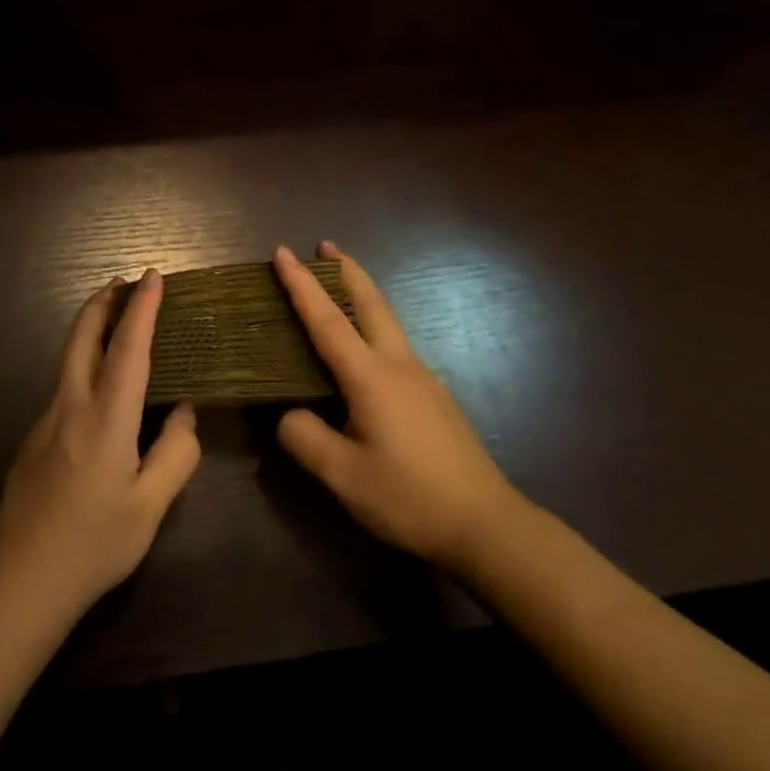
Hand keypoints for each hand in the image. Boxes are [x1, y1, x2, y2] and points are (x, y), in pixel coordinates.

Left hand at [0, 268, 201, 624]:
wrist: (20, 580)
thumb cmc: (93, 544)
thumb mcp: (150, 507)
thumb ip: (175, 454)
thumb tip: (184, 412)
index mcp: (105, 419)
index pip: (127, 348)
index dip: (142, 308)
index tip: (152, 276)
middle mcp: (70, 407)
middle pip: (81, 338)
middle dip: (102, 303)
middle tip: (122, 282)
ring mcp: (45, 422)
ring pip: (68, 361)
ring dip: (90, 332)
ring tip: (115, 325)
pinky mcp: (33, 440)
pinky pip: (64, 389)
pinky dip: (84, 367)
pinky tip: (99, 394)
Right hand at [274, 243, 530, 576]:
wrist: (487, 525)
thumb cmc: (409, 497)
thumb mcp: (342, 476)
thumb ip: (304, 437)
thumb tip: (288, 413)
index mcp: (371, 377)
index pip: (326, 320)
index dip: (301, 285)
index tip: (282, 252)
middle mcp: (398, 365)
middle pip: (370, 303)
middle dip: (345, 270)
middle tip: (325, 245)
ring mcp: (422, 379)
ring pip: (386, 321)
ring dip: (361, 294)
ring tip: (339, 285)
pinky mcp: (434, 397)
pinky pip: (394, 345)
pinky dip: (372, 325)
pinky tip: (364, 350)